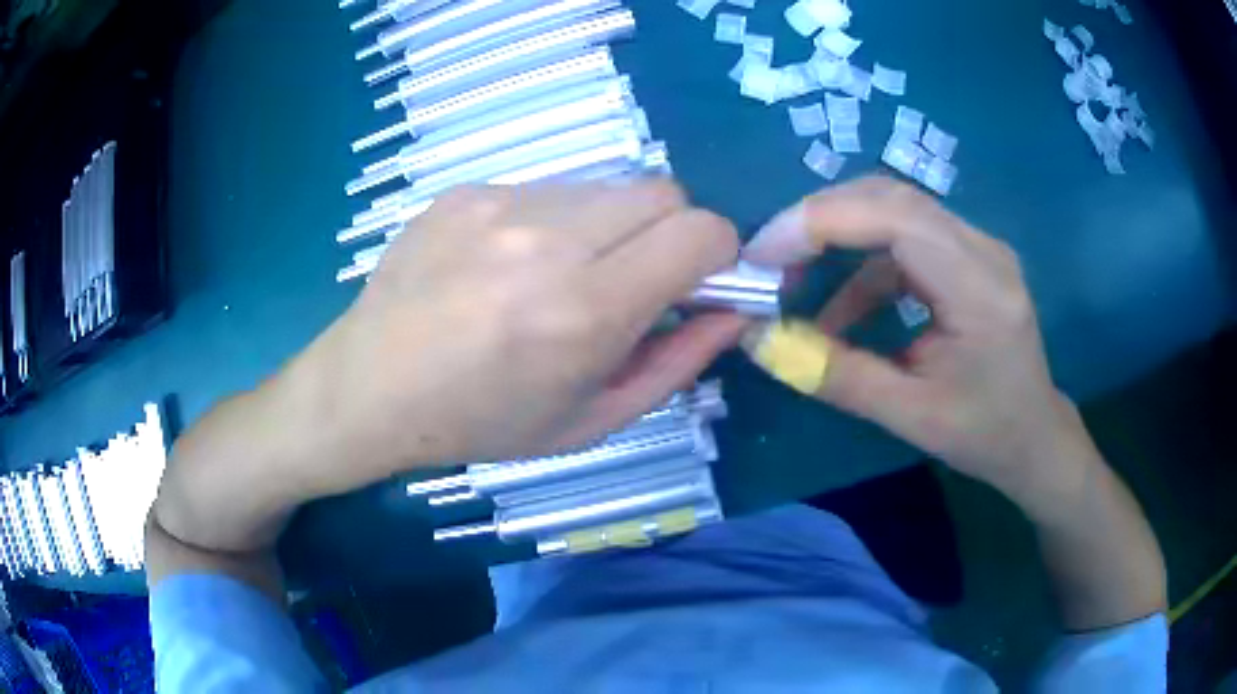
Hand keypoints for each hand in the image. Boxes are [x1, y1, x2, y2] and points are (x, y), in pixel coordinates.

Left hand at [300, 181, 746, 491]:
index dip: (719, 252)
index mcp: (584, 310)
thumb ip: (678, 363)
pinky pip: (547, 188)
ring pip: (606, 185)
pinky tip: (508, 263)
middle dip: (672, 231)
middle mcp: (546, 240)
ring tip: (562, 274)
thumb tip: (735, 312)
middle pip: (663, 191)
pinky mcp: (467, 189)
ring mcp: (500, 203)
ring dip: (611, 225)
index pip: (700, 232)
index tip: (699, 282)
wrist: (370, 387)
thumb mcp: (592, 420)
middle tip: (635, 279)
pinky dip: (555, 220)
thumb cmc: (482, 422)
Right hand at [742, 177, 1088, 495]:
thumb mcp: (908, 415)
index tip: (762, 254)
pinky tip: (844, 307)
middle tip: (769, 261)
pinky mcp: (968, 254)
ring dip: (838, 237)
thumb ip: (833, 374)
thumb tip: (757, 339)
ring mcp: (978, 245)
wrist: (1034, 436)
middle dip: (820, 220)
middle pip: (890, 198)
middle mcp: (983, 248)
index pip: (896, 217)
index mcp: (980, 288)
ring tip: (796, 283)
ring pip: (894, 209)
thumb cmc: (983, 434)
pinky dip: (862, 262)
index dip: (821, 221)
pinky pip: (905, 235)